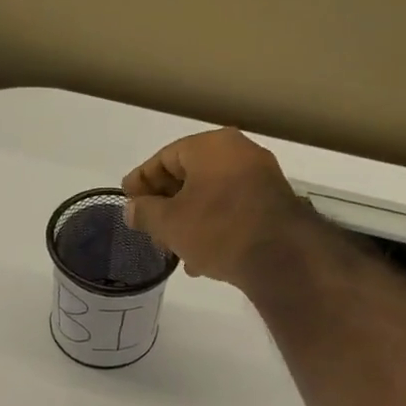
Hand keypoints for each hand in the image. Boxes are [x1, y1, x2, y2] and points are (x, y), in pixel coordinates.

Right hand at [121, 128, 312, 286]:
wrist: (280, 256)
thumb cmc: (217, 229)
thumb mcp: (170, 223)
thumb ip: (145, 213)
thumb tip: (132, 209)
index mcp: (211, 146)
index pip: (165, 157)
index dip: (141, 179)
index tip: (126, 198)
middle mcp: (239, 153)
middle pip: (189, 176)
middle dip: (165, 203)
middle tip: (147, 226)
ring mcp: (260, 178)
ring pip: (210, 196)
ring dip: (188, 220)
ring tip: (171, 248)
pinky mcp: (272, 205)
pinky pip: (231, 210)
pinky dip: (212, 228)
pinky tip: (200, 259)